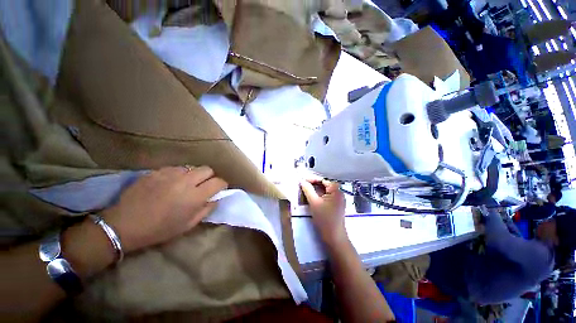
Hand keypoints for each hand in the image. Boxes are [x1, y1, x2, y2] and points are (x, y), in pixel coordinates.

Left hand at [102, 166, 227, 253]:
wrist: (124, 225)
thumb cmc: (159, 229)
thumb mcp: (188, 225)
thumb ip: (206, 210)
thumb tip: (215, 199)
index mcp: (195, 196)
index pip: (218, 182)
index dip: (222, 185)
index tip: (219, 189)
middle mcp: (186, 181)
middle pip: (207, 169)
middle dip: (209, 177)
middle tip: (203, 186)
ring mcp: (170, 174)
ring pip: (192, 167)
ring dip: (193, 175)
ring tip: (185, 184)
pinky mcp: (157, 171)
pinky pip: (175, 168)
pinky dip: (178, 174)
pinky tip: (170, 183)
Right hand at [300, 179, 346, 245]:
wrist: (334, 237)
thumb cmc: (324, 219)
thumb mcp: (314, 203)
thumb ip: (308, 190)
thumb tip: (302, 181)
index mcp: (336, 190)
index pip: (323, 180)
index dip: (312, 179)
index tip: (302, 180)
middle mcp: (339, 193)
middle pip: (324, 184)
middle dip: (313, 184)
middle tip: (302, 185)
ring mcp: (338, 199)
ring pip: (324, 191)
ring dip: (315, 190)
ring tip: (305, 190)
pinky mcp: (335, 205)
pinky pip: (326, 196)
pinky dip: (318, 195)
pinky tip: (311, 196)